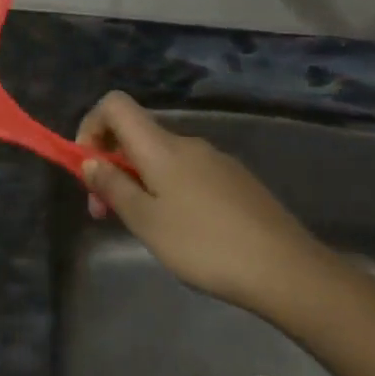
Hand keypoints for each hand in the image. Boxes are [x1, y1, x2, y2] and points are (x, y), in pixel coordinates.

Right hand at [76, 92, 339, 320]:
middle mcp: (188, 143)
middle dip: (112, 166)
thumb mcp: (146, 221)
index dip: (91, 126)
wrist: (286, 270)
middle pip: (136, 136)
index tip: (88, 168)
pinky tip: (181, 232)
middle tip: (106, 214)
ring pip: (162, 159)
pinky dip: (168, 191)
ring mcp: (216, 161)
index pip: (115, 105)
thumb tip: (90, 161)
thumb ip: (113, 187)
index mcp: (161, 147)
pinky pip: (187, 174)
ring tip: (144, 229)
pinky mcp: (236, 182)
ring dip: (139, 183)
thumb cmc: (204, 245)